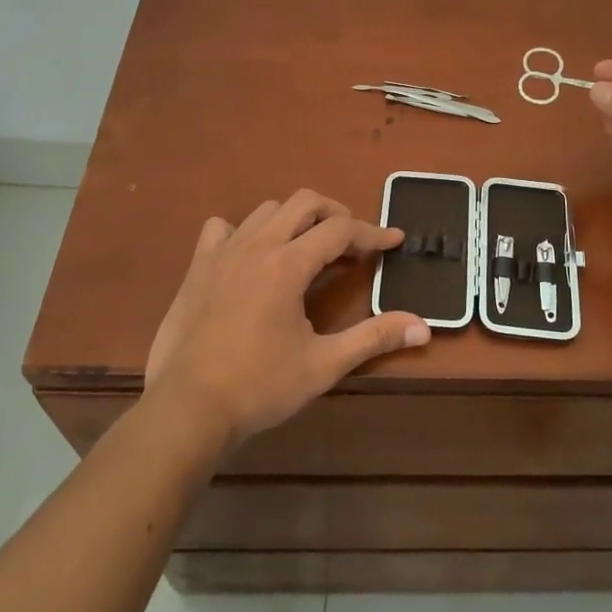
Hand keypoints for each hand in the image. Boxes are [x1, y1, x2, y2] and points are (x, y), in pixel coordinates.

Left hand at [145, 190, 429, 449]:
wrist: (188, 408)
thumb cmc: (260, 386)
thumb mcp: (323, 364)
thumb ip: (374, 338)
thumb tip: (424, 327)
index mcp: (288, 264)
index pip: (340, 230)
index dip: (372, 233)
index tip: (394, 241)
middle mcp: (257, 245)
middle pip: (304, 202)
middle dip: (335, 214)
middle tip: (351, 243)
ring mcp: (222, 253)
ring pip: (266, 210)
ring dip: (294, 220)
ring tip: (307, 248)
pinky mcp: (197, 267)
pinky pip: (221, 229)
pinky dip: (242, 231)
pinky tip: (250, 255)